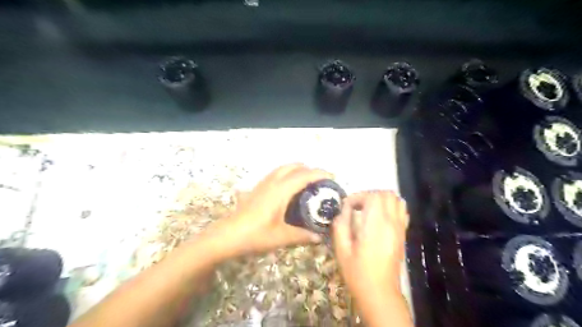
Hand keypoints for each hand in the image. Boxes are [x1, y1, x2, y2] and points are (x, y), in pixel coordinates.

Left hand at [208, 163, 336, 257]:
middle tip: (320, 181)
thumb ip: (302, 236)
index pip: (304, 175)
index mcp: (281, 190)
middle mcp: (273, 182)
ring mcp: (263, 184)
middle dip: (309, 169)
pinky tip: (288, 189)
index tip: (332, 178)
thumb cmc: (255, 235)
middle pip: (294, 166)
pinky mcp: (257, 188)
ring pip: (283, 168)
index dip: (320, 174)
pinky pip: (276, 174)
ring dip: (297, 170)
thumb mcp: (282, 237)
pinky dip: (287, 174)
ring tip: (307, 182)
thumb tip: (319, 237)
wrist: (227, 236)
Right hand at [332, 191, 407, 298]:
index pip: (372, 196)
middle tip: (356, 207)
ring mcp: (400, 228)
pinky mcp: (403, 233)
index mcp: (375, 226)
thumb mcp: (341, 249)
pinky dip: (391, 206)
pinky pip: (402, 210)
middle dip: (368, 195)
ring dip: (381, 199)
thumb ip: (340, 225)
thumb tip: (343, 210)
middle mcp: (391, 223)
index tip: (347, 208)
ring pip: (396, 199)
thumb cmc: (357, 272)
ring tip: (368, 209)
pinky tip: (379, 217)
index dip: (357, 197)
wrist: (379, 292)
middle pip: (386, 194)